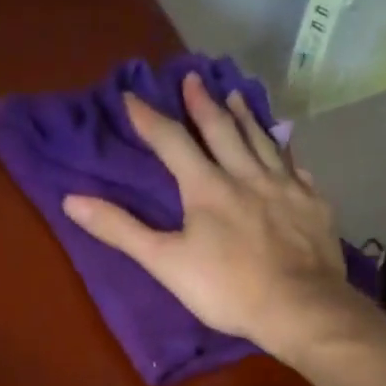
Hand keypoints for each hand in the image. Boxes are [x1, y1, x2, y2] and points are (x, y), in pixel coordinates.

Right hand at [60, 73, 360, 358]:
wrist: (299, 307)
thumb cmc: (226, 288)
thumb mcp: (165, 262)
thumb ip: (121, 229)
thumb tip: (72, 200)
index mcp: (207, 187)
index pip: (172, 142)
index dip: (150, 119)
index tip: (132, 96)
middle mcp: (247, 175)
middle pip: (222, 130)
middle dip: (203, 104)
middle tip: (194, 77)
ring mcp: (285, 187)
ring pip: (263, 141)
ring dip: (246, 117)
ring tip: (237, 95)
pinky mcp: (313, 205)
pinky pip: (297, 169)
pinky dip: (287, 155)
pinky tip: (287, 151)